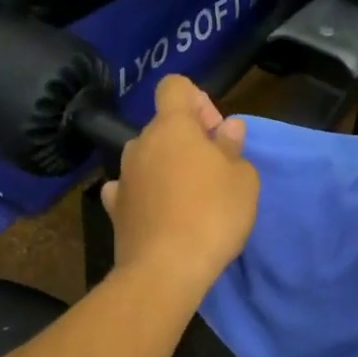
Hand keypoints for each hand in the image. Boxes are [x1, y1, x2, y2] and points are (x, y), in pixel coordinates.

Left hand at [101, 75, 258, 298]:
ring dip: (166, 167)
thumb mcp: (243, 180)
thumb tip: (227, 129)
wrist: (165, 270)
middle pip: (163, 126)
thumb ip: (233, 148)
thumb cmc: (213, 215)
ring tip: (188, 198)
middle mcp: (141, 143)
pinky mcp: (114, 208)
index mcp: (173, 127)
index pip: (175, 86)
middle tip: (213, 171)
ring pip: (147, 157)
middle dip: (188, 140)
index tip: (214, 131)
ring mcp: (123, 176)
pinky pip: (130, 188)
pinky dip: (144, 193)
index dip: (197, 100)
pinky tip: (158, 212)